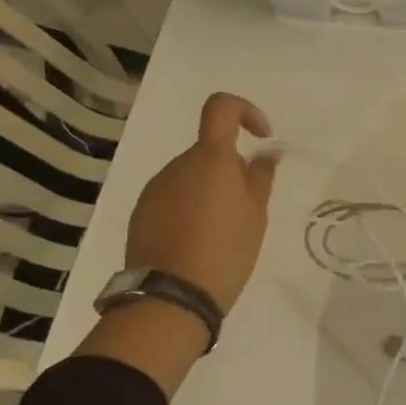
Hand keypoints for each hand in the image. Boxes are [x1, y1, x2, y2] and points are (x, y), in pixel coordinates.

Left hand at [124, 92, 280, 312]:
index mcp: (210, 159)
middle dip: (231, 169)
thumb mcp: (256, 215)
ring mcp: (155, 189)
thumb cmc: (225, 251)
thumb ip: (260, 178)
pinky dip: (189, 208)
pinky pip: (173, 197)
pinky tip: (197, 241)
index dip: (245, 111)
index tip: (261, 137)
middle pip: (209, 151)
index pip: (222, 107)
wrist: (171, 297)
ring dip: (209, 191)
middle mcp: (178, 165)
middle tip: (247, 208)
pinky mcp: (141, 213)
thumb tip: (264, 154)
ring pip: (191, 176)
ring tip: (222, 231)